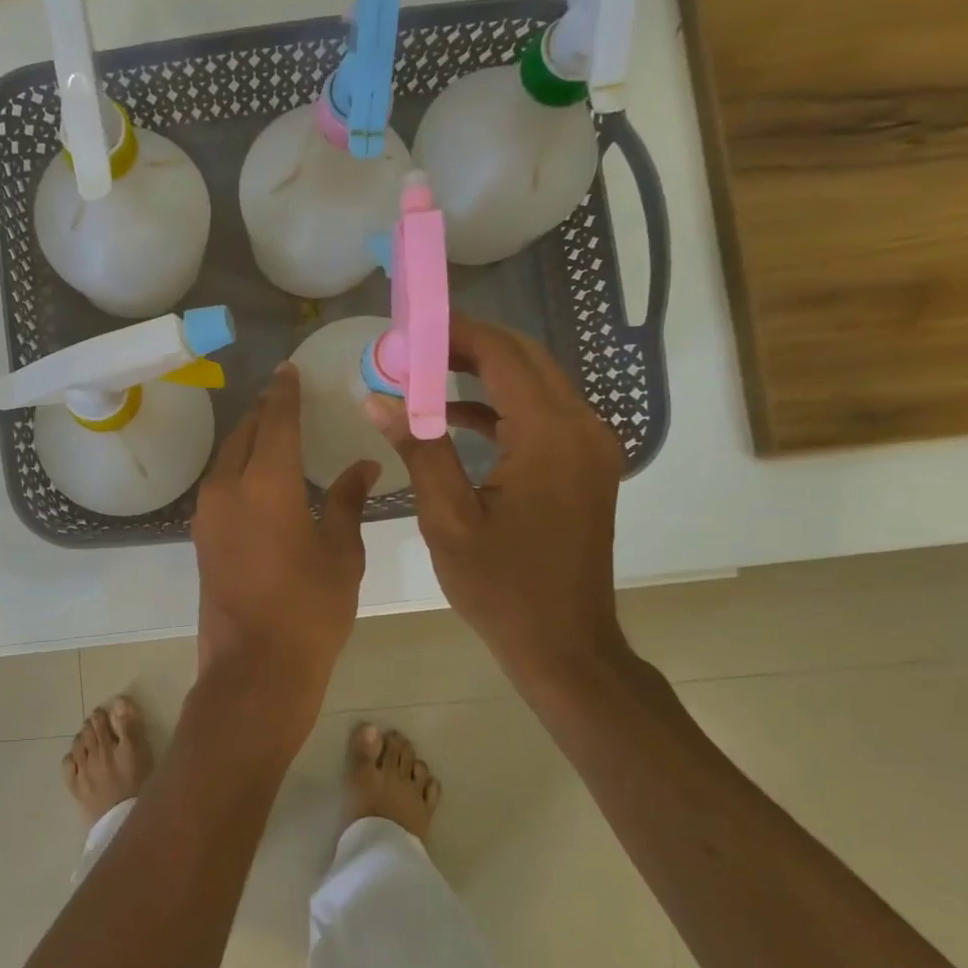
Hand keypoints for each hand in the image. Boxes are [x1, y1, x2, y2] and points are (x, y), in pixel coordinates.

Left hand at [192, 364, 376, 749]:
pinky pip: (220, 484)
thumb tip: (363, 467)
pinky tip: (259, 476)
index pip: (276, 420)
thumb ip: (347, 502)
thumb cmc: (309, 610)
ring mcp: (208, 513)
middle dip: (264, 411)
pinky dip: (239, 468)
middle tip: (285, 397)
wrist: (254, 668)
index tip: (289, 370)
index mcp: (266, 482)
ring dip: (248, 439)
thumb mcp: (341, 554)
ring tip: (273, 431)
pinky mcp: (202, 536)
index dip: (285, 392)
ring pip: (227, 458)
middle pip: (244, 433)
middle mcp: (228, 487)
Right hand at [366, 314, 626, 690]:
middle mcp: (582, 428)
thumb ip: (419, 449)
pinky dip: (499, 406)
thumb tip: (377, 398)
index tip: (410, 323)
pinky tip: (454, 416)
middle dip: (467, 344)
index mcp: (549, 436)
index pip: (503, 356)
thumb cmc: (501, 588)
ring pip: (535, 383)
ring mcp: (590, 446)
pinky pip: (541, 415)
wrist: (564, 643)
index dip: (456, 332)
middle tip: (412, 346)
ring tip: (423, 372)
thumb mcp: (448, 519)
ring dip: (482, 372)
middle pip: (524, 360)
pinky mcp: (586, 465)